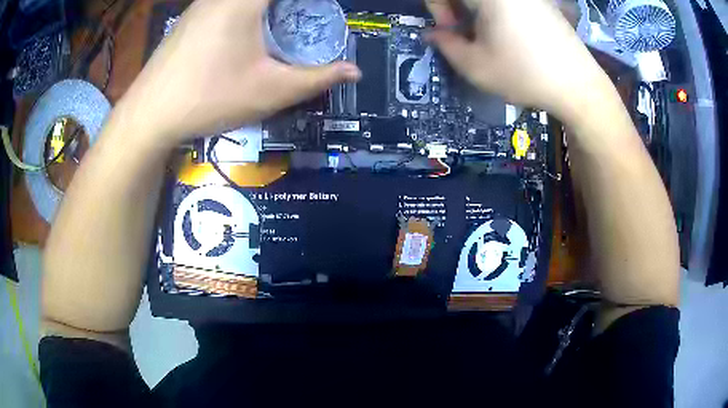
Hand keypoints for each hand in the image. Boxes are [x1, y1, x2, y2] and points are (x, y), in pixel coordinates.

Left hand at [121, 0, 360, 145]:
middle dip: (291, 7)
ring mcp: (204, 2)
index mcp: (245, 1)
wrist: (149, 114)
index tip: (321, 11)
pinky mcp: (192, 15)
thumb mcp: (269, 90)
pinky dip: (248, 10)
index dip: (310, 3)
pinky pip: (228, 3)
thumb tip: (354, 72)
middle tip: (305, 18)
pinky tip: (247, 34)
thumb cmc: (208, 98)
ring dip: (270, 8)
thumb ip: (317, 78)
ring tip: (280, 27)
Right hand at [425, 0, 610, 119]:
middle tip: (465, 33)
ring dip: (475, 10)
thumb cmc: (525, 75)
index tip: (449, 31)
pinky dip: (496, 12)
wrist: (578, 86)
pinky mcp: (540, 2)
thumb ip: (445, 45)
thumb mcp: (476, 66)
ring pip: (486, 1)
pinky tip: (507, 33)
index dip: (437, 7)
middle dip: (455, 8)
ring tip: (487, 36)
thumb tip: (433, 34)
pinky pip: (508, 3)